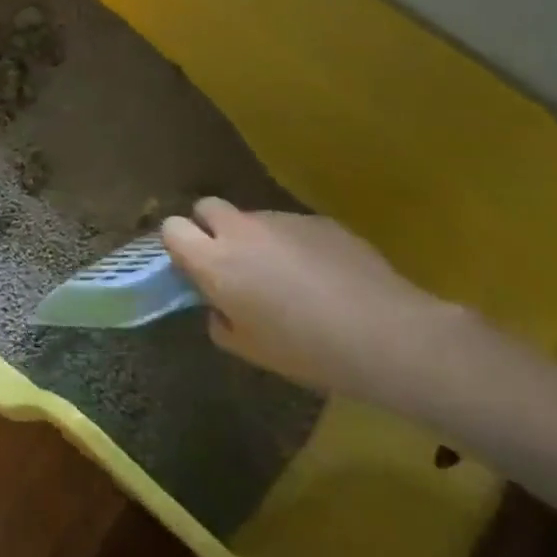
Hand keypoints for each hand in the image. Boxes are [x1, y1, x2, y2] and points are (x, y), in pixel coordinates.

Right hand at [160, 199, 475, 406]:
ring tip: (286, 276)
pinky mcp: (319, 220)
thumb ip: (220, 320)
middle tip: (231, 263)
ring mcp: (282, 219)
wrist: (384, 334)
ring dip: (255, 238)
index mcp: (215, 262)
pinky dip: (293, 244)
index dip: (179, 244)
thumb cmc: (305, 349)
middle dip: (210, 228)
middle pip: (206, 207)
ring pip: (252, 217)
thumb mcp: (248, 348)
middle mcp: (242, 230)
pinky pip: (291, 226)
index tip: (193, 267)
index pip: (172, 228)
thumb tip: (221, 305)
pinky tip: (321, 276)